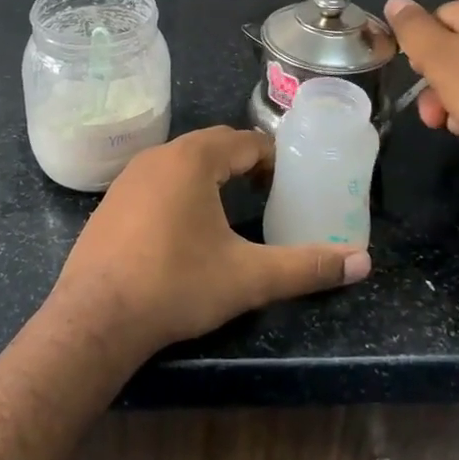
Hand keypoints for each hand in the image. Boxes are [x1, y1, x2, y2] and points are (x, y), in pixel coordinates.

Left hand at [49, 126, 370, 359]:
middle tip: (266, 194)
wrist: (95, 318)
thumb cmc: (176, 286)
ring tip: (231, 208)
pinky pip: (156, 180)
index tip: (289, 185)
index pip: (245, 142)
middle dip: (243, 163)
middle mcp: (158, 156)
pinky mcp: (110, 202)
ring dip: (210, 175)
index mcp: (193, 160)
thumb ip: (307, 267)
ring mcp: (128, 177)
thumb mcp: (249, 278)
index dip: (272, 159)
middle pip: (212, 145)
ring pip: (181, 161)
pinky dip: (179, 190)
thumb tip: (363, 262)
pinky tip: (184, 228)